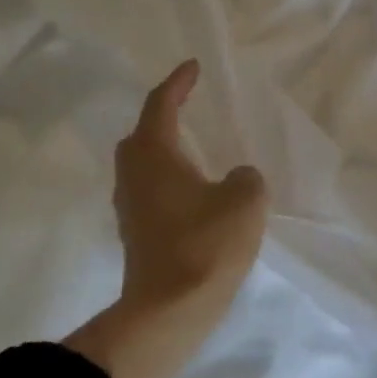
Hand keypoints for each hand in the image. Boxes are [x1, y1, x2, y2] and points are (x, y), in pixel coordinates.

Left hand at [64, 61, 267, 377]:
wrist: (170, 310)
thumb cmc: (206, 243)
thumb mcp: (246, 199)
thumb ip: (246, 178)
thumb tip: (235, 179)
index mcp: (154, 155)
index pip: (161, 105)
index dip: (178, 83)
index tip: (194, 67)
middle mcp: (133, 175)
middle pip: (141, 135)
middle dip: (163, 117)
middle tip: (188, 108)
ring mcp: (130, 207)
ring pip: (142, 165)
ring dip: (164, 151)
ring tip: (194, 149)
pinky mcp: (136, 234)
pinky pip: (149, 191)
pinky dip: (168, 180)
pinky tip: (192, 192)